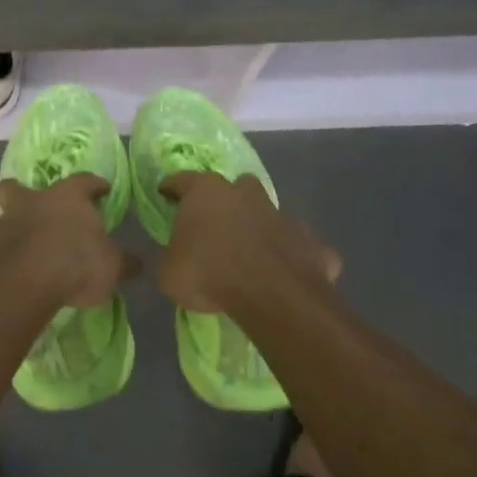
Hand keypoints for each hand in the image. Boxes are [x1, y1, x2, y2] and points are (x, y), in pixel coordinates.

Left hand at [0, 174, 137, 309]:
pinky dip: (1, 256)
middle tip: (33, 208)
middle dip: (22, 192)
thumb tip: (136, 263)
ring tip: (24, 252)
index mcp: (67, 198)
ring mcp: (3, 222)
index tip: (101, 189)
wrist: (22, 284)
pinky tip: (10, 273)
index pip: (84, 181)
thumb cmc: (75, 265)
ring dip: (13, 229)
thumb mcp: (111, 267)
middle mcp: (32, 202)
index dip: (94, 185)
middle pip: (18, 186)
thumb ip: (122, 262)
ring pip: (4, 217)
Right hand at [156, 172, 339, 315]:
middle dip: (226, 200)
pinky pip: (296, 245)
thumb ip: (172, 256)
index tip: (165, 195)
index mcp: (206, 192)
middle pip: (234, 187)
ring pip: (268, 213)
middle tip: (215, 223)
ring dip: (258, 226)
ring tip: (249, 252)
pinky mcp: (311, 242)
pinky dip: (288, 256)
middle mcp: (245, 194)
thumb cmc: (209, 275)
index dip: (172, 188)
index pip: (182, 180)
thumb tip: (175, 256)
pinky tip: (282, 275)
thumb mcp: (168, 272)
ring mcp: (282, 215)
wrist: (272, 297)